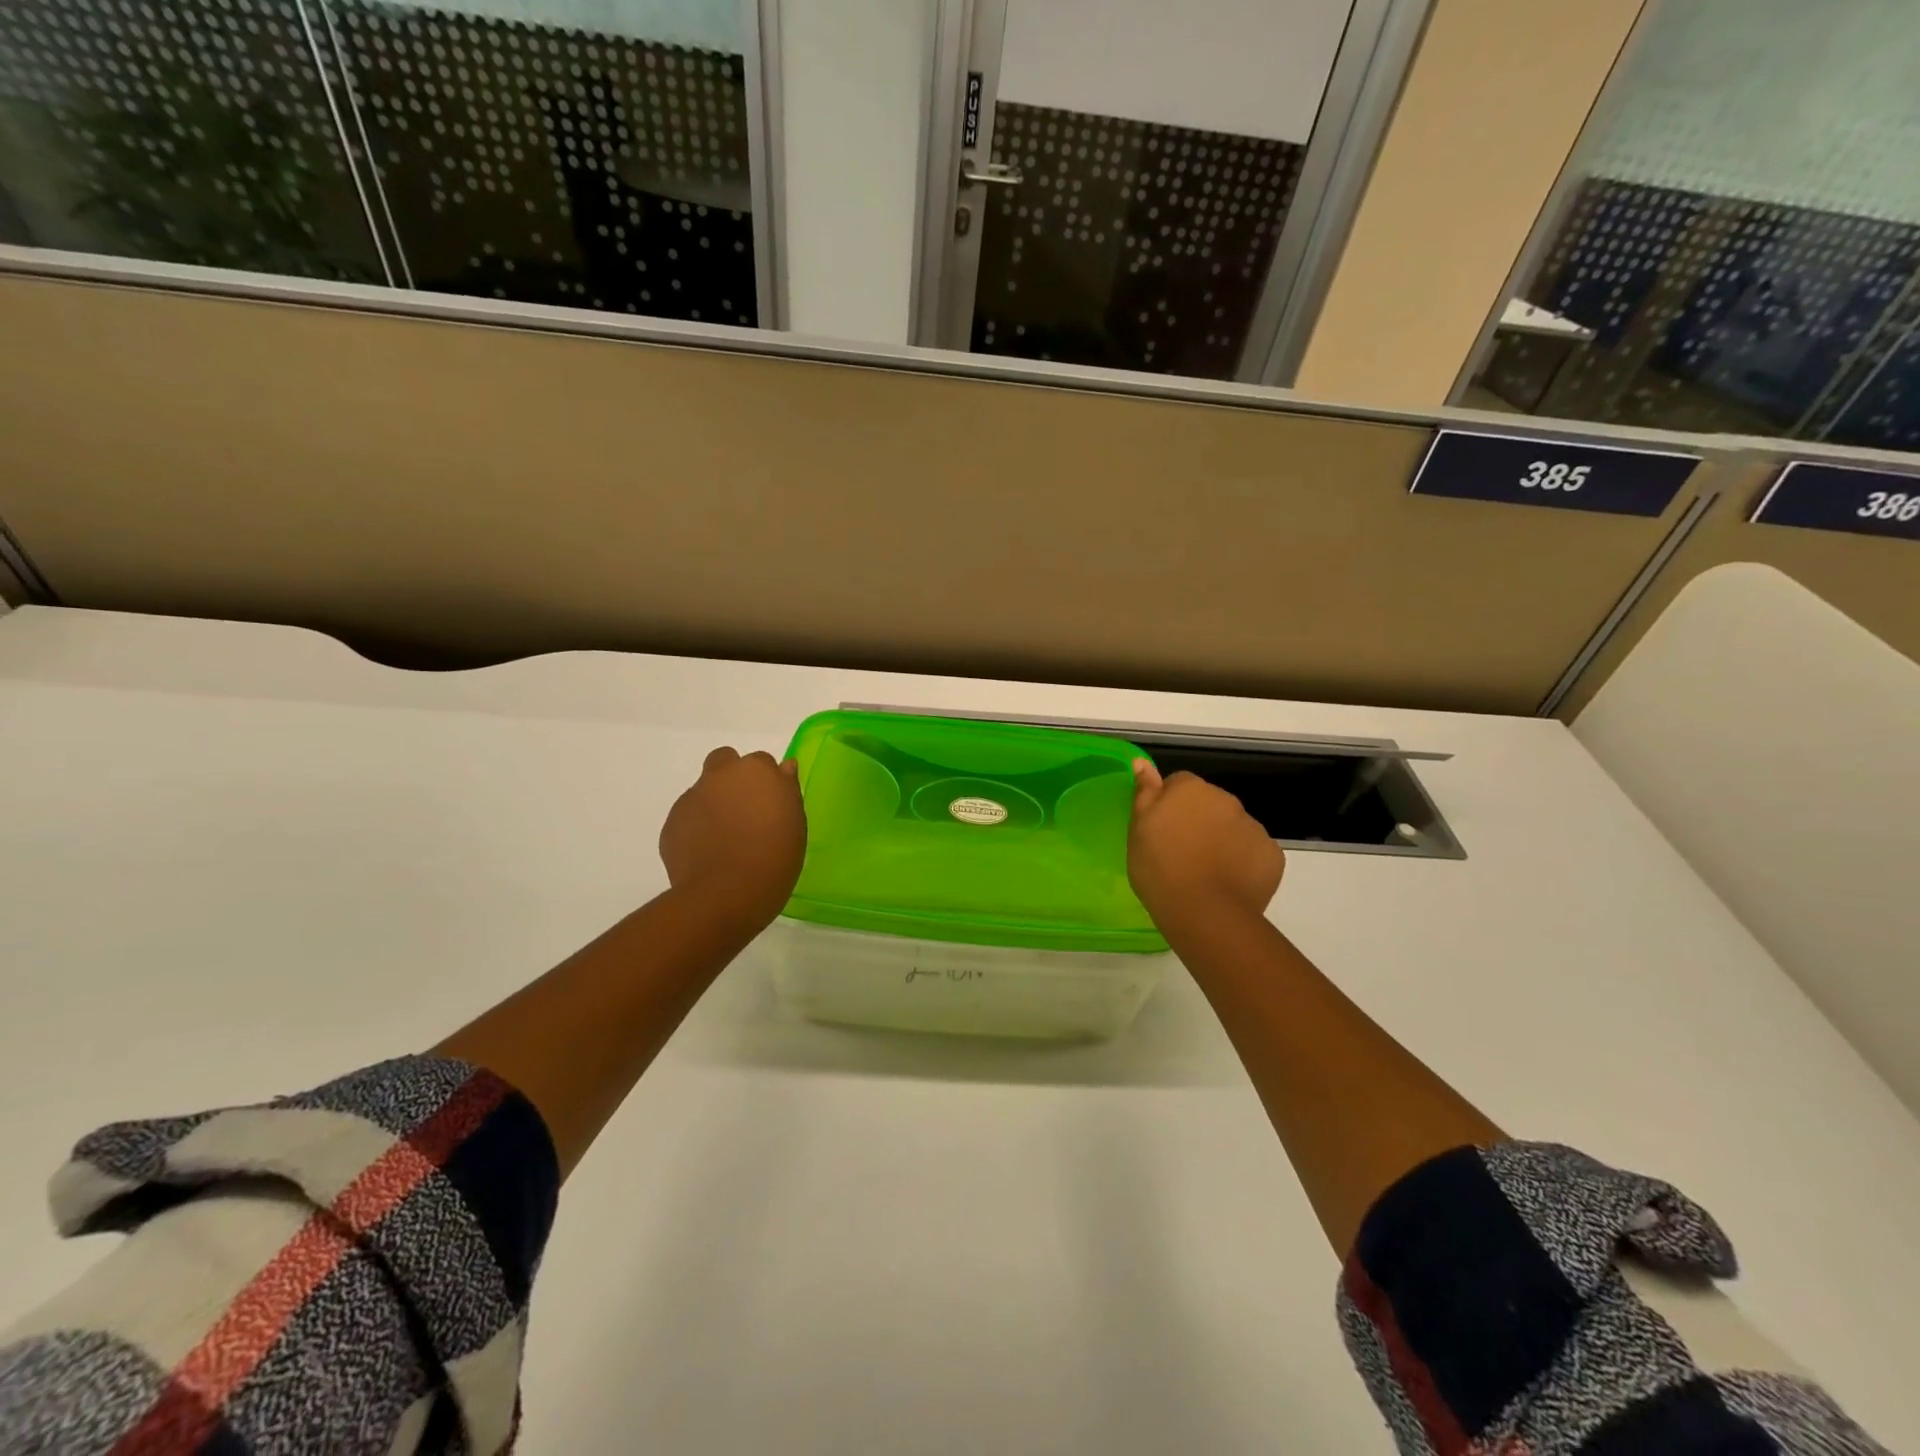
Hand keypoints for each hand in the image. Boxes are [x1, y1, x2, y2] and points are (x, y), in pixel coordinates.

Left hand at [659, 747, 807, 926]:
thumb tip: (784, 768)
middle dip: (732, 778)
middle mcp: (720, 775)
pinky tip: (708, 854)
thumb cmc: (774, 858)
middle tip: (744, 811)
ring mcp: (692, 798)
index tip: (771, 806)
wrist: (726, 895)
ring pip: (704, 790)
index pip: (761, 763)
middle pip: (724, 761)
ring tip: (725, 840)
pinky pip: (688, 817)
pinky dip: (697, 828)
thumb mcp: (795, 823)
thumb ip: (786, 789)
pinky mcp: (672, 822)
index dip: (765, 783)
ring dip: (714, 805)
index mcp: (756, 771)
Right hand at [1127, 759, 1284, 928]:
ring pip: (1233, 828)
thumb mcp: (1138, 828)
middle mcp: (1226, 799)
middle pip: (1209, 804)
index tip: (1160, 831)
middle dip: (1198, 821)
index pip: (1179, 784)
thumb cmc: (1160, 867)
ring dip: (1221, 841)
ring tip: (1204, 872)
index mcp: (1191, 789)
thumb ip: (1144, 791)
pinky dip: (1243, 863)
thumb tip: (1143, 762)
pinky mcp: (1272, 855)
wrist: (1204, 912)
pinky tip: (1228, 883)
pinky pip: (1253, 852)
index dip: (1169, 806)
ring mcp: (1254, 827)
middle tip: (1180, 853)